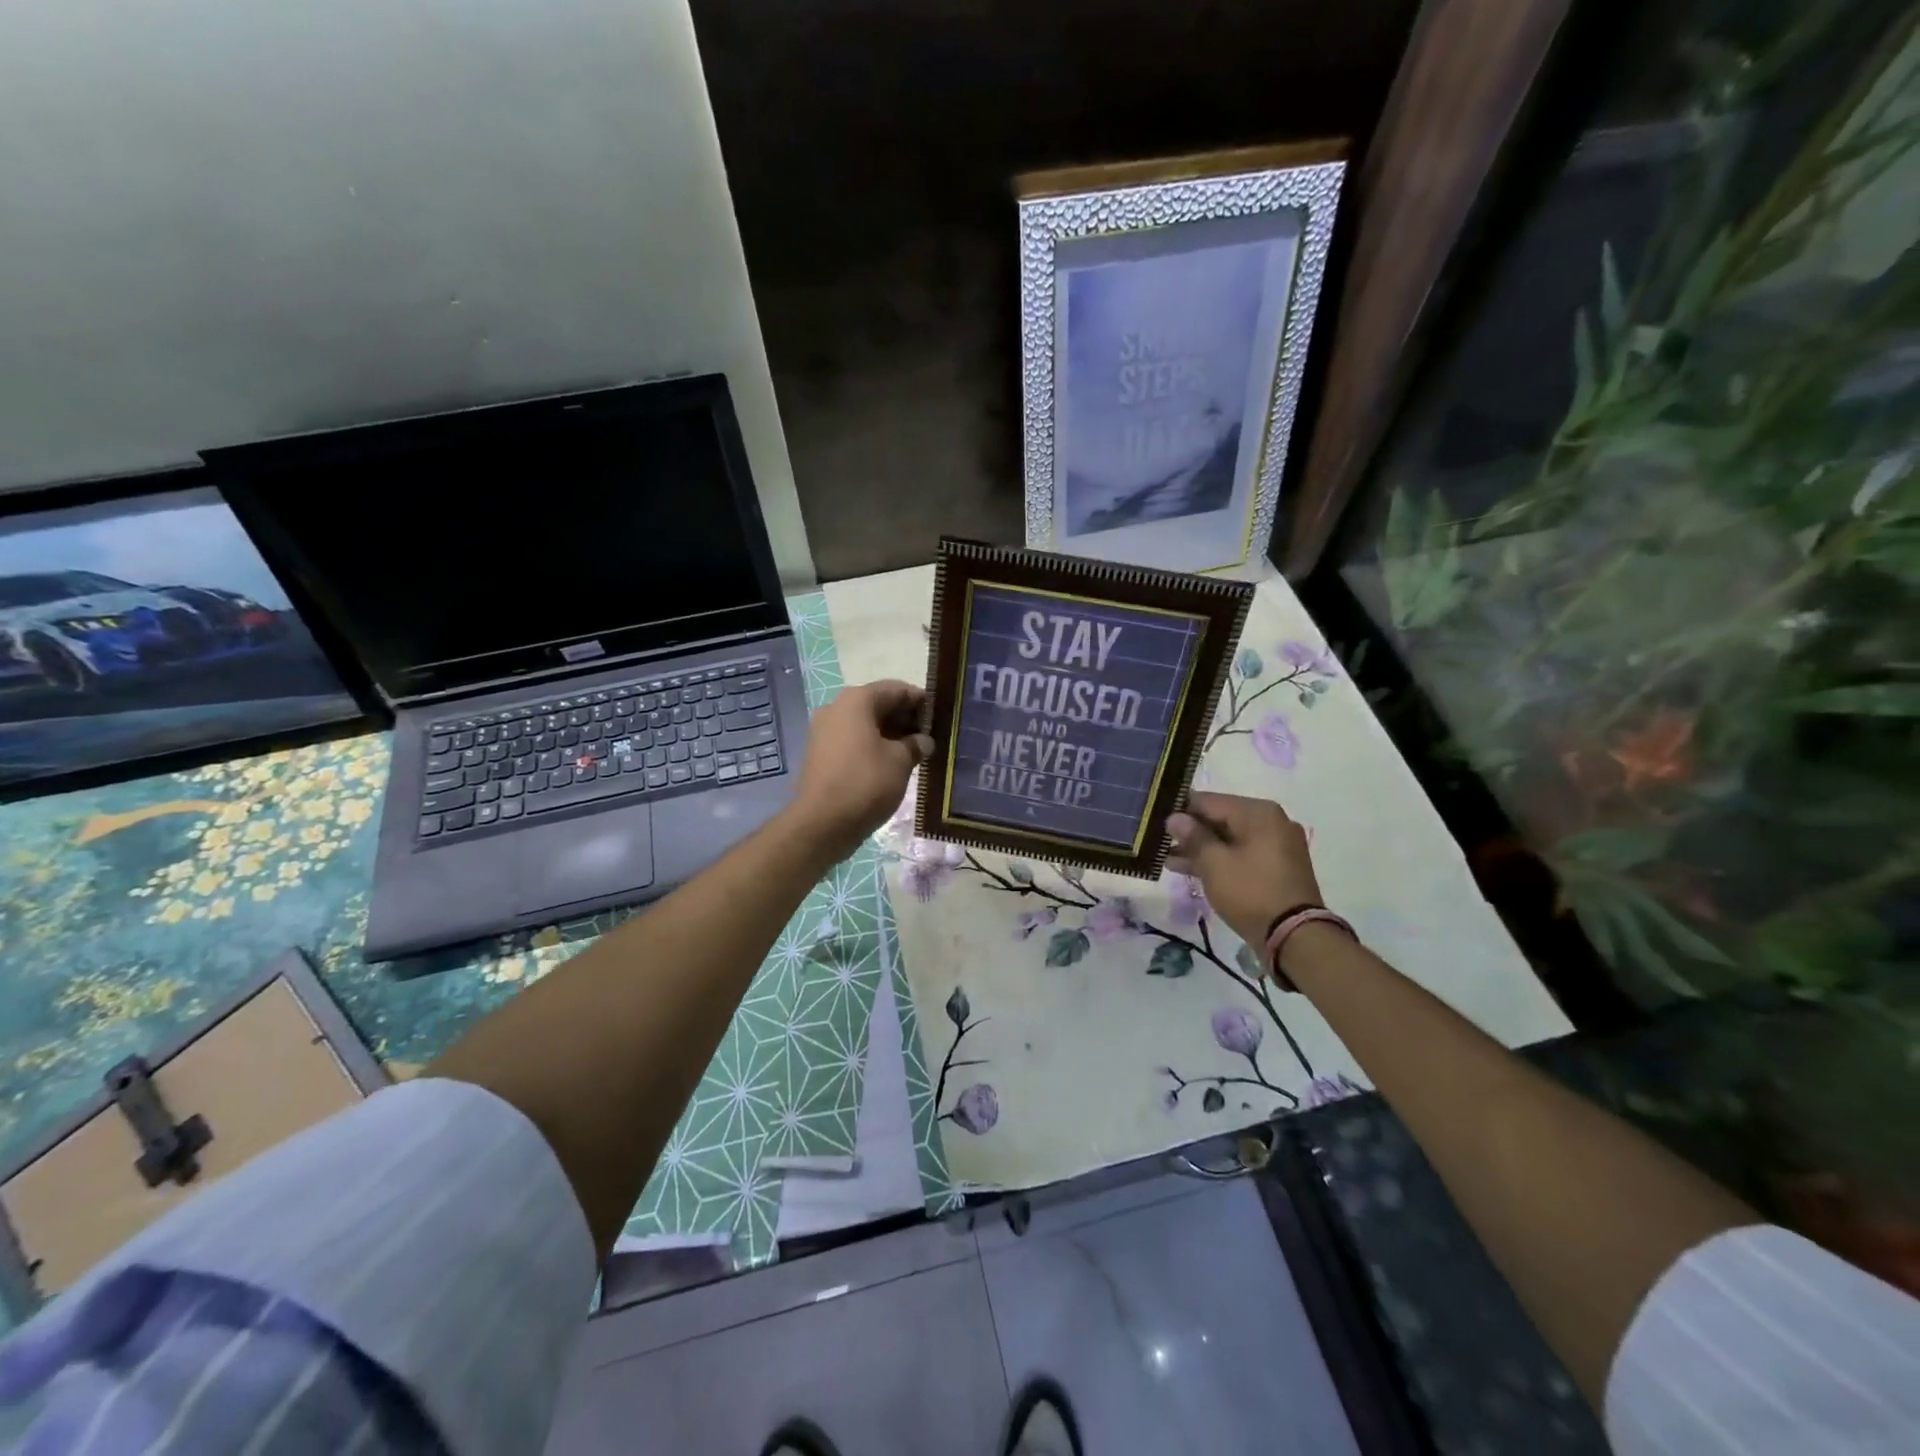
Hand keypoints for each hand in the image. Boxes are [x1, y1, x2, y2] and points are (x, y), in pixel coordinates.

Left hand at [788, 679, 933, 860]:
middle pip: (879, 705)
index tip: (941, 717)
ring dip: (892, 735)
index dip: (921, 701)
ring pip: (867, 725)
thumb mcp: (900, 762)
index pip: (896, 689)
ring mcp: (825, 732)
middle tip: (932, 737)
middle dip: (906, 719)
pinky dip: (874, 747)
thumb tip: (924, 741)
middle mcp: (836, 708)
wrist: (821, 824)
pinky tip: (894, 764)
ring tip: (917, 753)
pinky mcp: (821, 754)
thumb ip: (916, 744)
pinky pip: (854, 741)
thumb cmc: (865, 783)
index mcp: (856, 701)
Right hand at [1166, 791, 1322, 950]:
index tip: (1155, 822)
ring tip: (1167, 859)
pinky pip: (1241, 855)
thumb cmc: (1251, 892)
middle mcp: (1271, 822)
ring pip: (1229, 839)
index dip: (1179, 810)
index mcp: (1258, 812)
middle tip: (1159, 842)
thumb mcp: (1214, 863)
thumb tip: (1175, 818)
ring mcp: (1276, 846)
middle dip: (1189, 832)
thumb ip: (1192, 836)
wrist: (1295, 937)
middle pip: (1219, 819)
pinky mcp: (1276, 868)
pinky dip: (1218, 860)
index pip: (1208, 801)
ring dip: (1200, 849)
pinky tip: (1189, 869)